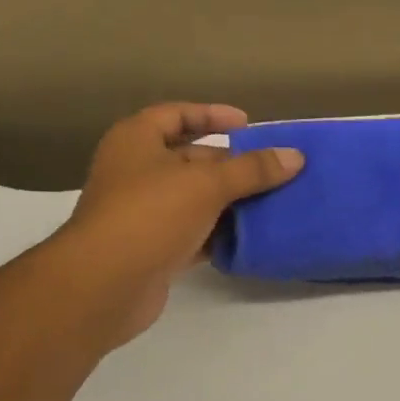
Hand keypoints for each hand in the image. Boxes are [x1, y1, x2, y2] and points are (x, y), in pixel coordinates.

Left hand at [57, 103, 302, 348]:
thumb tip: (295, 157)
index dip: (211, 115)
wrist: (104, 285)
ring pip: (195, 199)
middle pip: (190, 159)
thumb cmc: (150, 215)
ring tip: (273, 202)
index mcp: (137, 141)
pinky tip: (252, 237)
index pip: (177, 115)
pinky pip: (194, 233)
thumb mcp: (206, 184)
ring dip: (230, 201)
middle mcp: (136, 172)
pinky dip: (220, 234)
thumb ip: (252, 170)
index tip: (248, 124)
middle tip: (273, 170)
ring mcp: (144, 213)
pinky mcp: (154, 249)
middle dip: (231, 165)